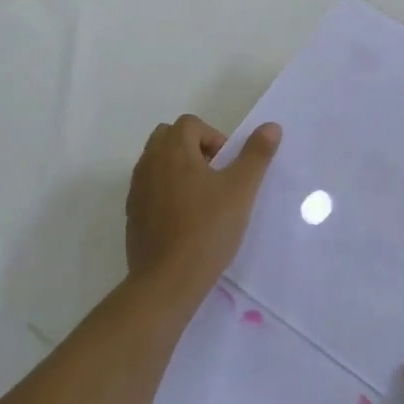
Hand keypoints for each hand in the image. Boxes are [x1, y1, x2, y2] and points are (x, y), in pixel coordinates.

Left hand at [125, 114, 279, 296]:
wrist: (167, 280)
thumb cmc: (208, 228)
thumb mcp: (241, 189)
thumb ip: (256, 154)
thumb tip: (271, 126)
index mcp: (172, 151)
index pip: (190, 123)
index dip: (214, 137)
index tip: (228, 166)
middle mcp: (148, 164)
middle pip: (168, 138)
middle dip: (193, 148)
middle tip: (215, 176)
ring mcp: (136, 190)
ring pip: (157, 163)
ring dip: (179, 170)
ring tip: (203, 199)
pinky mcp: (132, 215)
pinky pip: (150, 189)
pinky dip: (166, 193)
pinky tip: (186, 220)